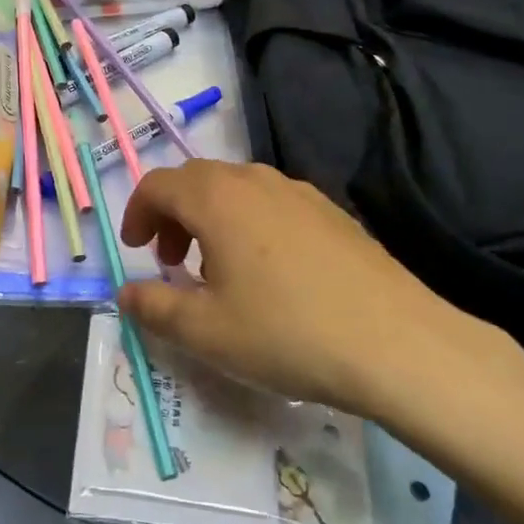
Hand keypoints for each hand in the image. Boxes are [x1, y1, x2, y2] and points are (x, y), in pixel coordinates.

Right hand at [118, 161, 523, 449]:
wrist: (398, 344)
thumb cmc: (287, 333)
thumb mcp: (206, 332)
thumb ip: (154, 309)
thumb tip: (125, 294)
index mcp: (216, 198)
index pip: (158, 184)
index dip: (137, 213)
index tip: (136, 250)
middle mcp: (254, 180)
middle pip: (196, 180)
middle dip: (172, 215)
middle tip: (171, 262)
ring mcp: (299, 191)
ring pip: (236, 189)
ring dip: (210, 218)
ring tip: (217, 269)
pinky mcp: (332, 211)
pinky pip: (272, 203)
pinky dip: (249, 223)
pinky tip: (269, 272)